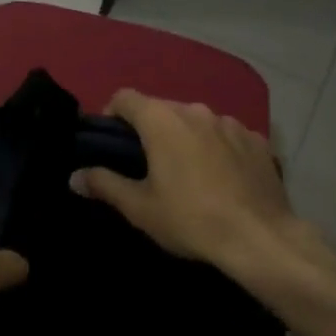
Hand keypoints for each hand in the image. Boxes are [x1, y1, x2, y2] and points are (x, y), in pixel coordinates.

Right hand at [71, 91, 320, 274]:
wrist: (261, 238)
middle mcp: (195, 110)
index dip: (112, 115)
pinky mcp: (257, 140)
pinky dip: (217, 148)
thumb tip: (74, 176)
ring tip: (187, 173)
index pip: (125, 97)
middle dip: (150, 130)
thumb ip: (104, 184)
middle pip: (161, 109)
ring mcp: (230, 122)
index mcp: (162, 120)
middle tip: (147, 164)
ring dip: (185, 137)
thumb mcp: (140, 208)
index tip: (111, 143)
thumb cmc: (191, 219)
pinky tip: (222, 178)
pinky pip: (226, 136)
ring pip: (196, 121)